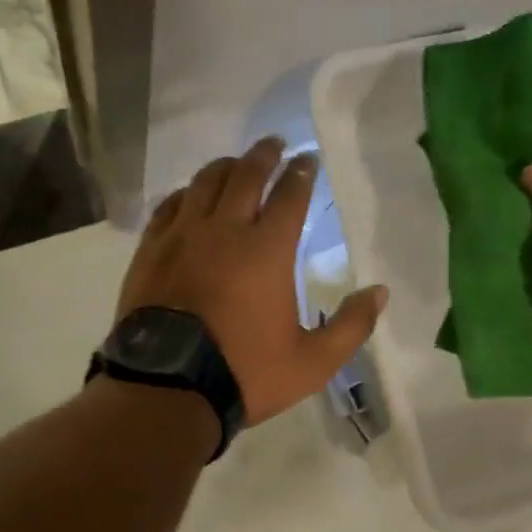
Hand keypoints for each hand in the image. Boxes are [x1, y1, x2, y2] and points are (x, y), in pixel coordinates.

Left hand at [118, 138, 386, 425]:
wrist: (168, 387)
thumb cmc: (245, 372)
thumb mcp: (312, 362)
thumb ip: (351, 326)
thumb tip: (380, 292)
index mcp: (267, 250)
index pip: (290, 195)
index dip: (302, 172)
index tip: (309, 159)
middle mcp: (225, 230)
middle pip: (246, 175)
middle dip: (265, 155)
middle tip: (275, 144)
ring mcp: (182, 236)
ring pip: (205, 182)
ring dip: (226, 166)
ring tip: (236, 163)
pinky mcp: (151, 249)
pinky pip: (169, 205)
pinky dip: (186, 192)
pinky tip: (191, 194)